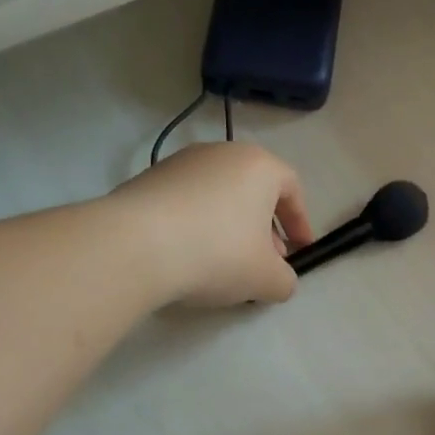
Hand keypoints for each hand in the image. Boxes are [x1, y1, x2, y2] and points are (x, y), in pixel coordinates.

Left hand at [110, 142, 312, 306]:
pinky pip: (186, 202)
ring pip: (218, 195)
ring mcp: (180, 163)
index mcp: (259, 166)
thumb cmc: (217, 253)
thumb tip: (280, 281)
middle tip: (263, 261)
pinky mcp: (147, 179)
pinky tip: (187, 256)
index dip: (300, 223)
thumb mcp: (266, 278)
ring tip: (223, 263)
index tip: (301, 251)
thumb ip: (285, 280)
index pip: (292, 189)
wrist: (134, 246)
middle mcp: (221, 153)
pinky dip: (196, 225)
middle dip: (264, 227)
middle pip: (253, 190)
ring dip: (229, 226)